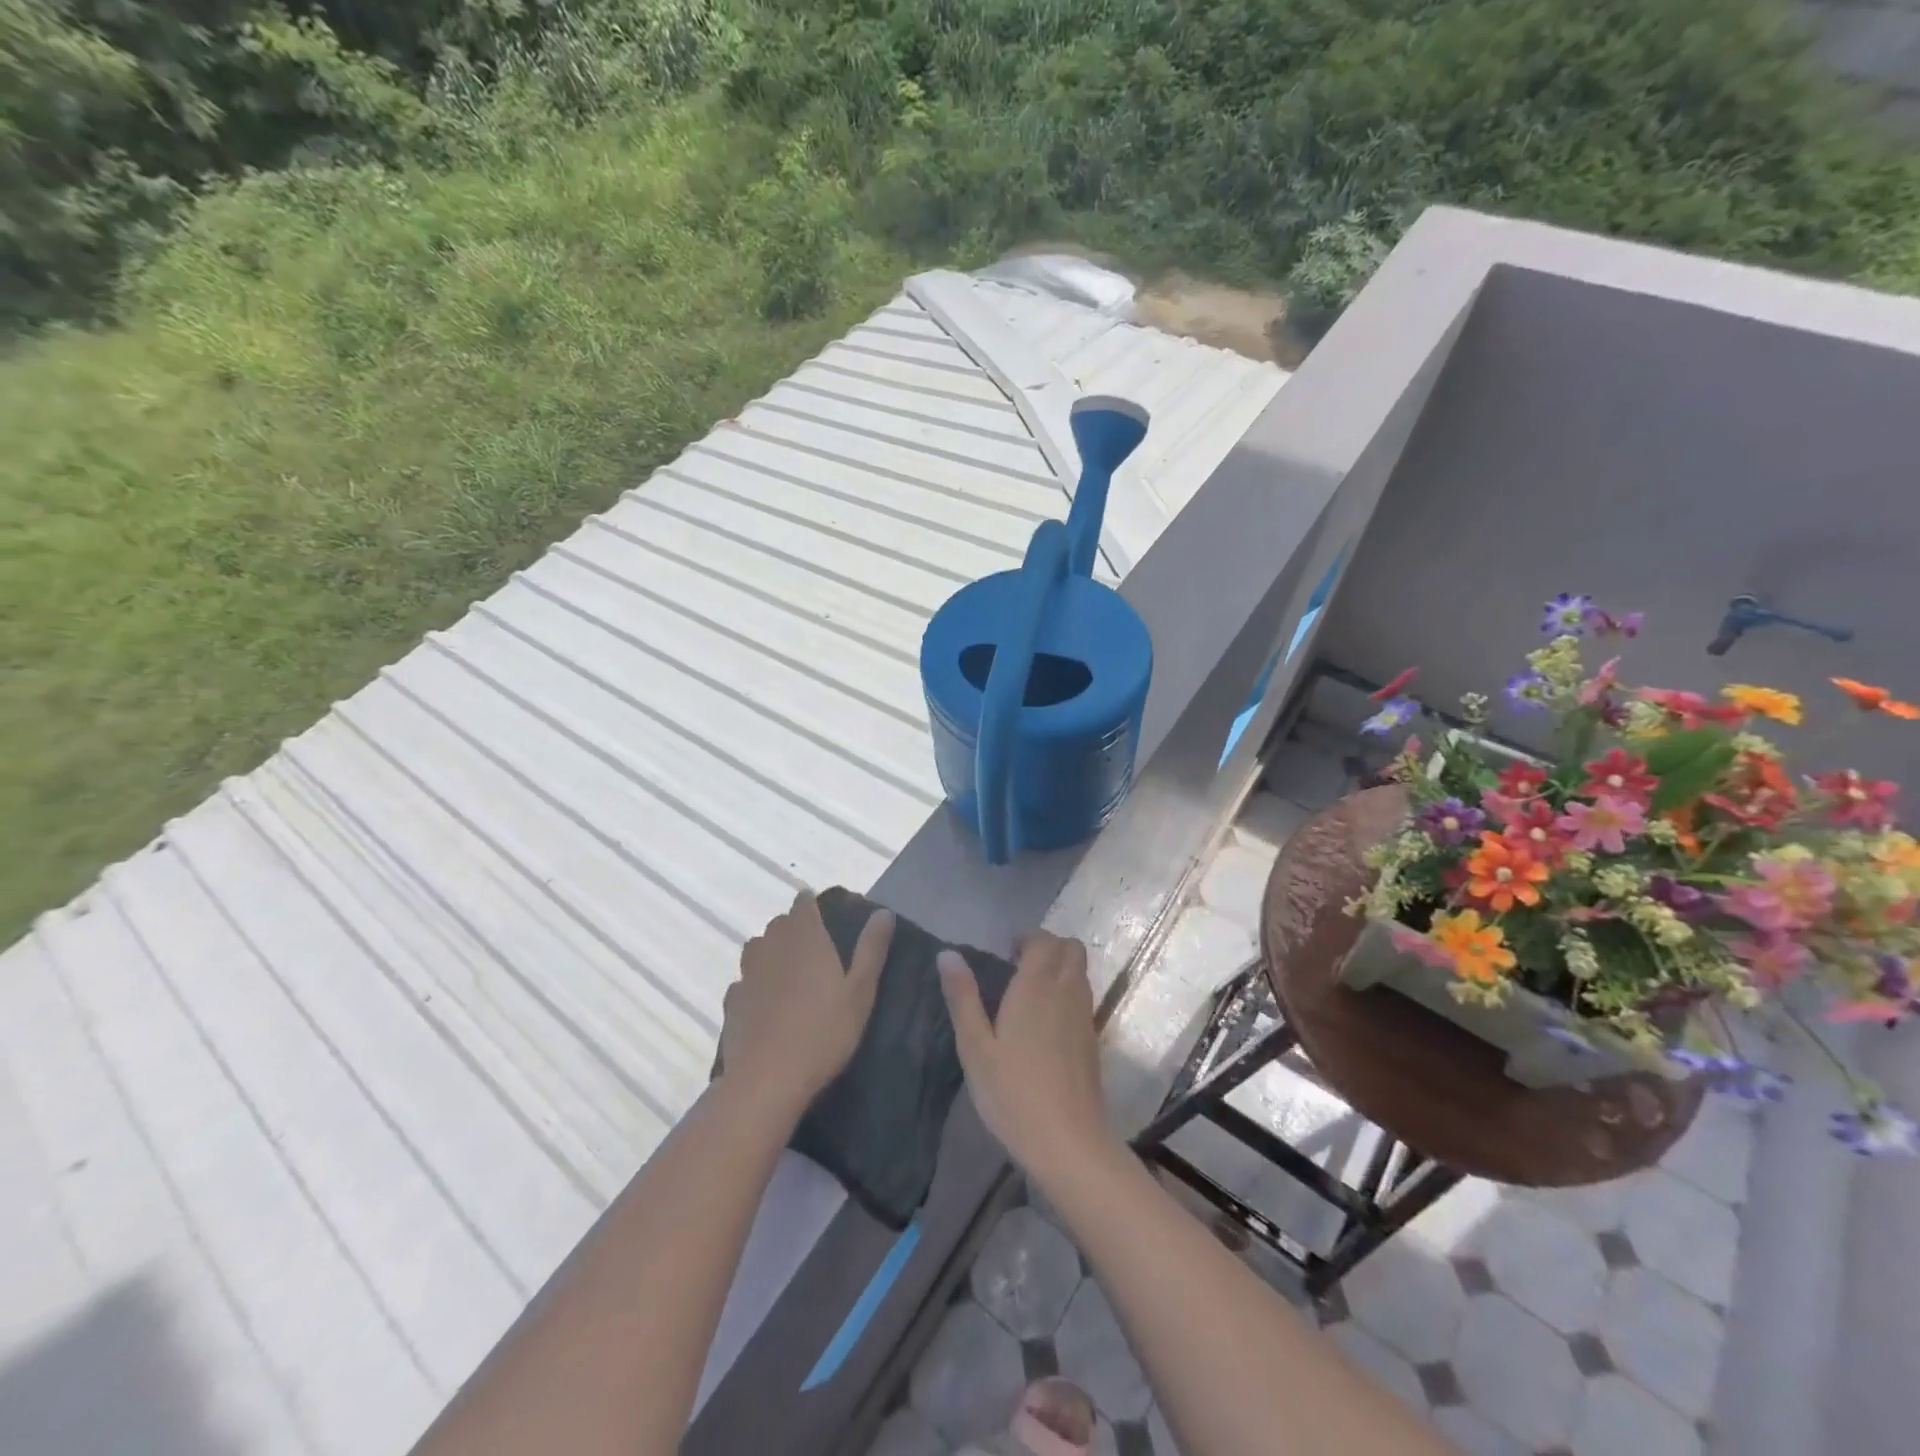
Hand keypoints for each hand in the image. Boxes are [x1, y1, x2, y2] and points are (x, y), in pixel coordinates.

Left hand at [721, 893, 893, 1118]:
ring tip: (791, 975)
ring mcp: (747, 973)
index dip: (812, 904)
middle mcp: (771, 946)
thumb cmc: (823, 1031)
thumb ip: (872, 949)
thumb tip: (883, 912)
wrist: (767, 1080)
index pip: (803, 903)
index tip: (825, 916)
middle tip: (816, 951)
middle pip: (779, 924)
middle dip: (794, 929)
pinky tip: (767, 1004)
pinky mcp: (731, 1002)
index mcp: (804, 937)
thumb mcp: (860, 991)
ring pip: (758, 949)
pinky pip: (745, 981)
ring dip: (772, 953)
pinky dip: (756, 984)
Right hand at [937, 931, 1112, 1179]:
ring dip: (1060, 968)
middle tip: (1018, 966)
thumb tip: (947, 954)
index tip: (1005, 952)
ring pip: (1080, 972)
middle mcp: (1066, 991)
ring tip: (1029, 993)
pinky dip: (1068, 992)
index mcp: (1036, 986)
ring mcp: (1085, 1015)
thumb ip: (962, 997)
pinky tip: (1045, 1023)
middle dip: (1048, 947)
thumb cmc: (1013, 1092)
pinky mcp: (1093, 1039)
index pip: (1043, 940)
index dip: (1027, 938)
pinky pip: (1083, 997)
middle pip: (1070, 948)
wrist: (1068, 1141)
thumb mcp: (975, 1047)